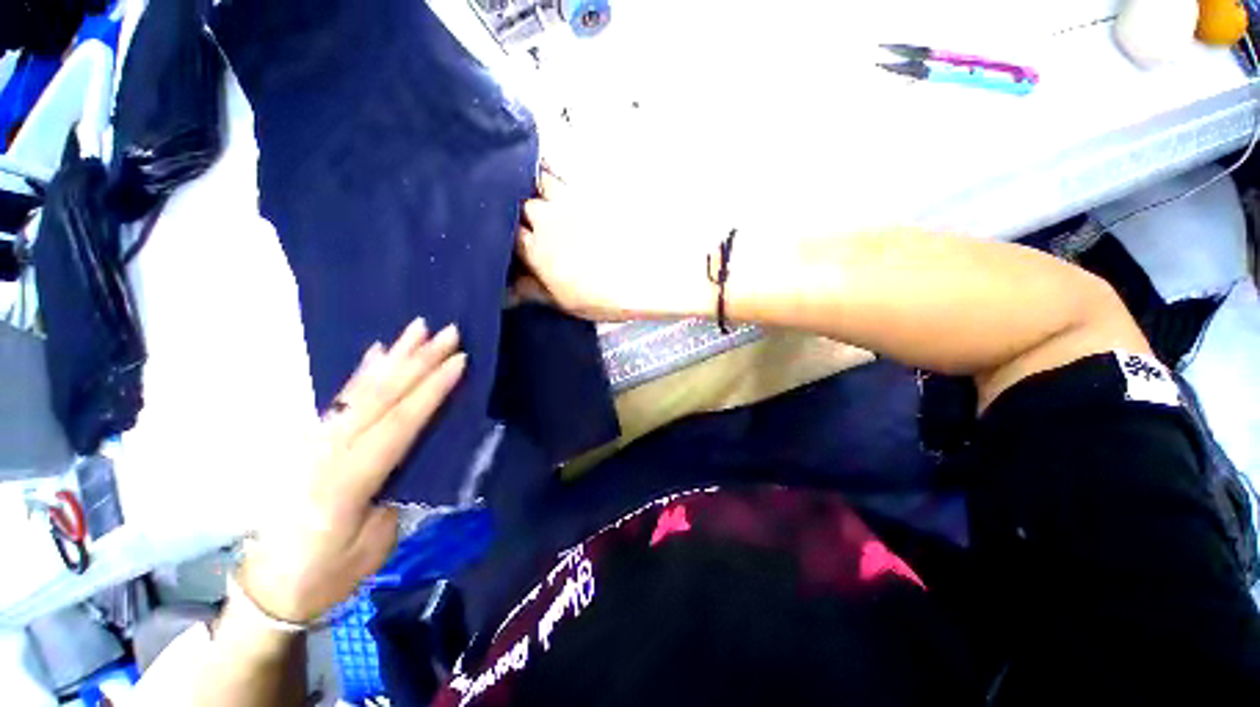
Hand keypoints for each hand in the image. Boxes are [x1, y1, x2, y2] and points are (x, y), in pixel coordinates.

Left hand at [237, 318, 465, 623]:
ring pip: (362, 391)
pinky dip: (363, 372)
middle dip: (419, 361)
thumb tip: (421, 448)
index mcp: (347, 482)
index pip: (400, 424)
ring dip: (394, 357)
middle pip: (382, 397)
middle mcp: (327, 453)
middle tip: (448, 332)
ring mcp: (314, 443)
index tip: (459, 361)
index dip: (432, 390)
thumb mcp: (376, 542)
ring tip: (417, 328)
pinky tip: (377, 352)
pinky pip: (343, 399)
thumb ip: (398, 487)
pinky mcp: (311, 441)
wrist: (269, 587)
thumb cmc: (329, 575)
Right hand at [516, 172, 713, 320]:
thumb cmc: (605, 298)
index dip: (507, 236)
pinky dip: (555, 171)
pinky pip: (565, 175)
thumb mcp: (566, 303)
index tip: (511, 239)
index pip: (508, 236)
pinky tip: (553, 173)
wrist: (647, 277)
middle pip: (521, 206)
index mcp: (537, 252)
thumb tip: (508, 292)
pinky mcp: (591, 195)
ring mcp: (570, 204)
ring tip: (535, 189)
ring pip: (541, 182)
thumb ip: (535, 292)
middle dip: (519, 209)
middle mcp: (547, 222)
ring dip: (534, 184)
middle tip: (522, 214)